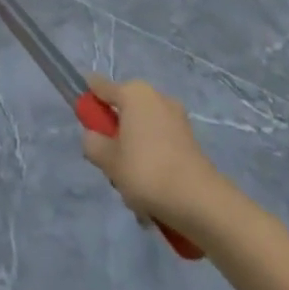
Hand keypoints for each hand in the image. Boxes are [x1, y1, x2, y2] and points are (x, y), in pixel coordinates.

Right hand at [81, 75, 236, 235]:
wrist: (202, 204)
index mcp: (133, 92)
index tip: (86, 126)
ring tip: (135, 193)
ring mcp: (176, 120)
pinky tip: (154, 199)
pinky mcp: (191, 143)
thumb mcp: (107, 160)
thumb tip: (95, 138)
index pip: (99, 86)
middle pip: (123, 114)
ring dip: (134, 159)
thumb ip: (92, 143)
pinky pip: (161, 149)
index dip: (88, 102)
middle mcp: (156, 97)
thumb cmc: (147, 172)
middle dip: (115, 140)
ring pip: (142, 135)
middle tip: (114, 169)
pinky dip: (154, 167)